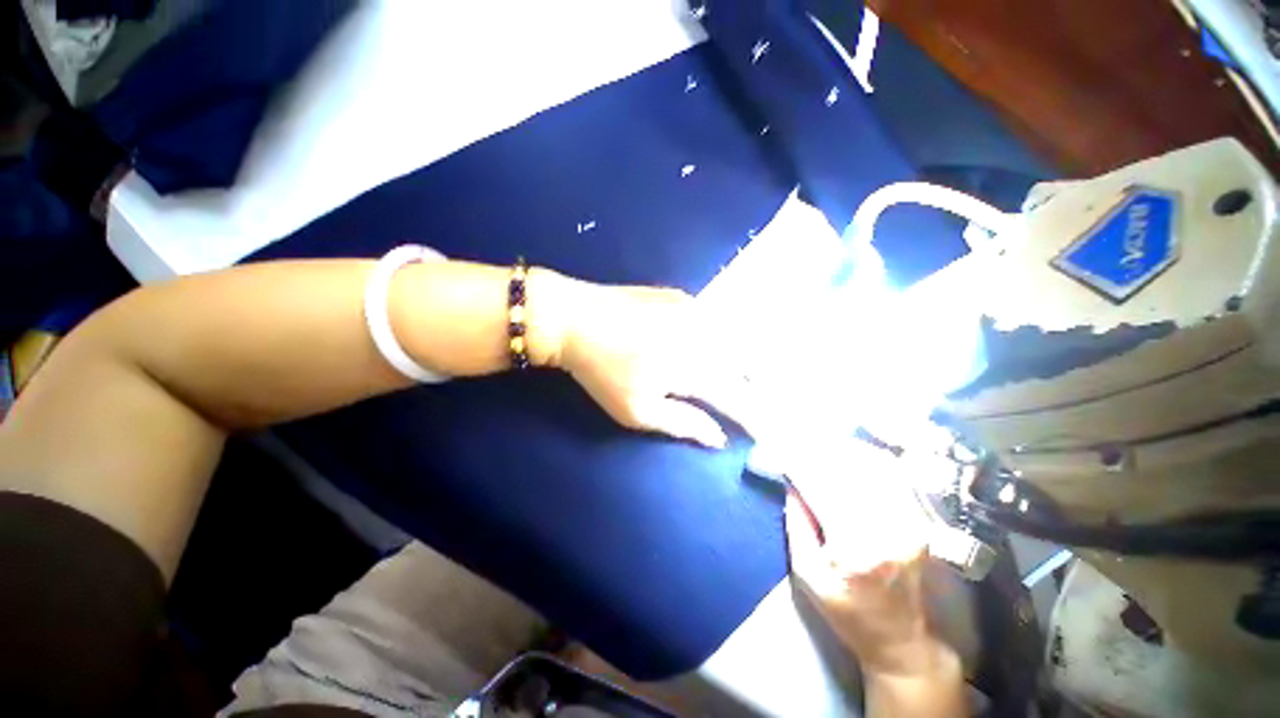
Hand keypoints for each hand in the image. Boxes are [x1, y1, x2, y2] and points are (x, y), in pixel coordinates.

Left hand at [555, 281, 751, 448]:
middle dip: (756, 386)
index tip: (767, 433)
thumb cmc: (602, 371)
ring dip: (744, 360)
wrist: (575, 318)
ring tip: (747, 377)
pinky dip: (724, 336)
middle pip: (746, 365)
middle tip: (757, 402)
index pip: (737, 398)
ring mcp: (695, 310)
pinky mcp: (682, 296)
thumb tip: (718, 437)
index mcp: (694, 368)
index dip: (754, 417)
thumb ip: (682, 423)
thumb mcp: (637, 411)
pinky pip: (715, 320)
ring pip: (735, 339)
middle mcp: (704, 335)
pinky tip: (718, 342)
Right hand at [784, 446, 956, 678]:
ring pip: (874, 466)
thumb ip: (797, 524)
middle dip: (818, 448)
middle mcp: (888, 527)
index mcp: (855, 546)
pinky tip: (850, 449)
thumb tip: (791, 482)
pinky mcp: (919, 520)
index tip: (779, 447)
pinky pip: (894, 475)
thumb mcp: (807, 575)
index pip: (821, 487)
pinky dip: (869, 457)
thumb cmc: (846, 611)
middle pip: (848, 470)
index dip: (799, 463)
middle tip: (796, 437)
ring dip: (843, 447)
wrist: (900, 638)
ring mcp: (909, 521)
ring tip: (819, 438)